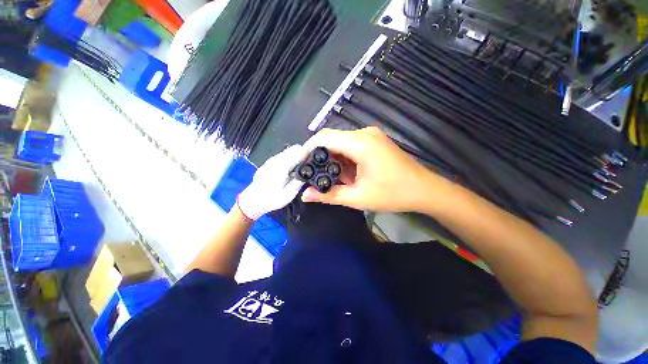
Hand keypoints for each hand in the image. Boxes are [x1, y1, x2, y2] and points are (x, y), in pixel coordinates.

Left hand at [237, 145, 305, 219]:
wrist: (252, 201)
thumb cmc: (271, 199)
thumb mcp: (289, 194)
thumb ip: (299, 181)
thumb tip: (308, 172)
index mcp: (281, 166)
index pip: (299, 152)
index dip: (309, 154)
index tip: (316, 159)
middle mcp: (276, 159)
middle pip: (294, 149)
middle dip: (304, 155)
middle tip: (309, 166)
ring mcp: (272, 159)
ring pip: (289, 151)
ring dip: (297, 157)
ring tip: (300, 170)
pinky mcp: (270, 162)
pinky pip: (284, 156)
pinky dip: (290, 160)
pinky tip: (291, 171)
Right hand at [302, 127, 445, 211]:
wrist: (425, 190)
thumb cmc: (393, 194)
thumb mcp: (358, 197)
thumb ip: (329, 195)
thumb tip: (305, 195)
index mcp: (360, 143)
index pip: (324, 138)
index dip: (308, 150)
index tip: (300, 165)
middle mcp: (364, 133)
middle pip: (332, 139)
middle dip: (320, 157)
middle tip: (313, 175)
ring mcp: (371, 136)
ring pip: (341, 143)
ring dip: (333, 159)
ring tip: (332, 179)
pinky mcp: (375, 141)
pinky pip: (352, 145)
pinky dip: (344, 158)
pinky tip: (347, 174)